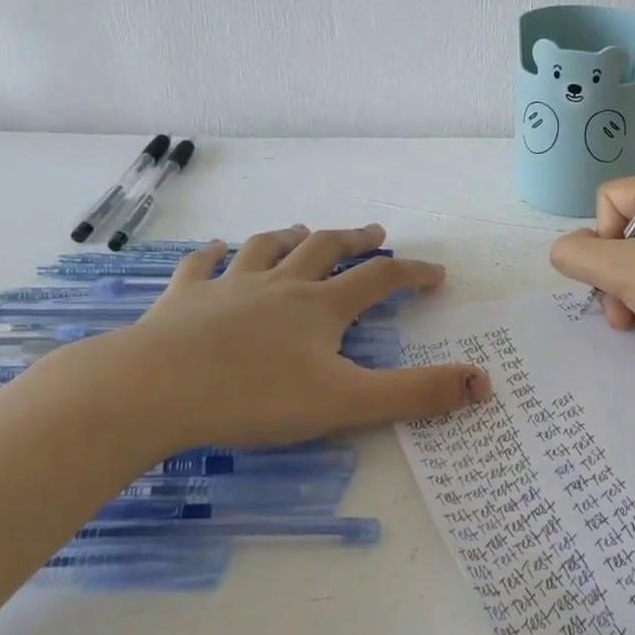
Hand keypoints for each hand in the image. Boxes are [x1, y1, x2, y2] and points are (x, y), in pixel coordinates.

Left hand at [79, 224, 489, 453]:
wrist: (151, 391)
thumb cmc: (254, 397)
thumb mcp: (346, 402)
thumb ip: (416, 394)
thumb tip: (483, 383)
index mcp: (321, 308)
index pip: (380, 279)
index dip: (413, 273)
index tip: (436, 274)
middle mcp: (280, 286)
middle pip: (326, 250)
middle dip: (356, 241)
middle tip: (375, 233)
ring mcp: (228, 287)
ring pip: (268, 248)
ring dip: (293, 237)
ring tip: (307, 232)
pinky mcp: (182, 299)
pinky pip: (202, 265)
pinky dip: (215, 254)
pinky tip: (218, 249)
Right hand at [548, 176, 634, 377]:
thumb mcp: (623, 271)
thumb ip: (578, 255)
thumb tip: (564, 250)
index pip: (609, 199)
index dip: (601, 238)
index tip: (616, 272)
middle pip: (624, 230)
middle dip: (612, 273)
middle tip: (617, 309)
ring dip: (626, 289)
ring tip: (630, 321)